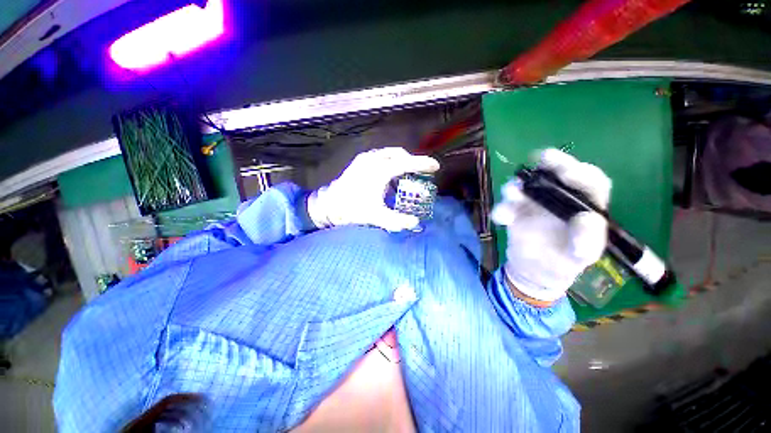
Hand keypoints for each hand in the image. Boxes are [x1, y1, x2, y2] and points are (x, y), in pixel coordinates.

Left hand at [308, 147, 439, 231]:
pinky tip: (390, 176)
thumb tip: (415, 223)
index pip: (406, 163)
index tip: (436, 166)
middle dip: (412, 161)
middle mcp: (373, 160)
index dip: (423, 164)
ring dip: (400, 161)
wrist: (328, 205)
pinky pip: (380, 157)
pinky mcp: (359, 162)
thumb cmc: (351, 210)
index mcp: (379, 171)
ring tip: (406, 174)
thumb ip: (398, 221)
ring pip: (389, 154)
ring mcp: (364, 159)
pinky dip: (390, 163)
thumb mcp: (376, 217)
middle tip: (420, 172)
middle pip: (398, 154)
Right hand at [491, 149, 611, 302]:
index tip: (569, 174)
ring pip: (525, 186)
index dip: (583, 173)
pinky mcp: (514, 212)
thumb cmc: (565, 261)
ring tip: (513, 193)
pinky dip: (502, 210)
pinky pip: (505, 207)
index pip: (591, 182)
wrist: (536, 270)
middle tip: (544, 158)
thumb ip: (588, 240)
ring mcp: (534, 203)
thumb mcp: (583, 255)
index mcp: (584, 204)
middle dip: (552, 163)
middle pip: (557, 174)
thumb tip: (586, 218)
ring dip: (517, 186)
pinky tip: (502, 219)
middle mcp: (559, 198)